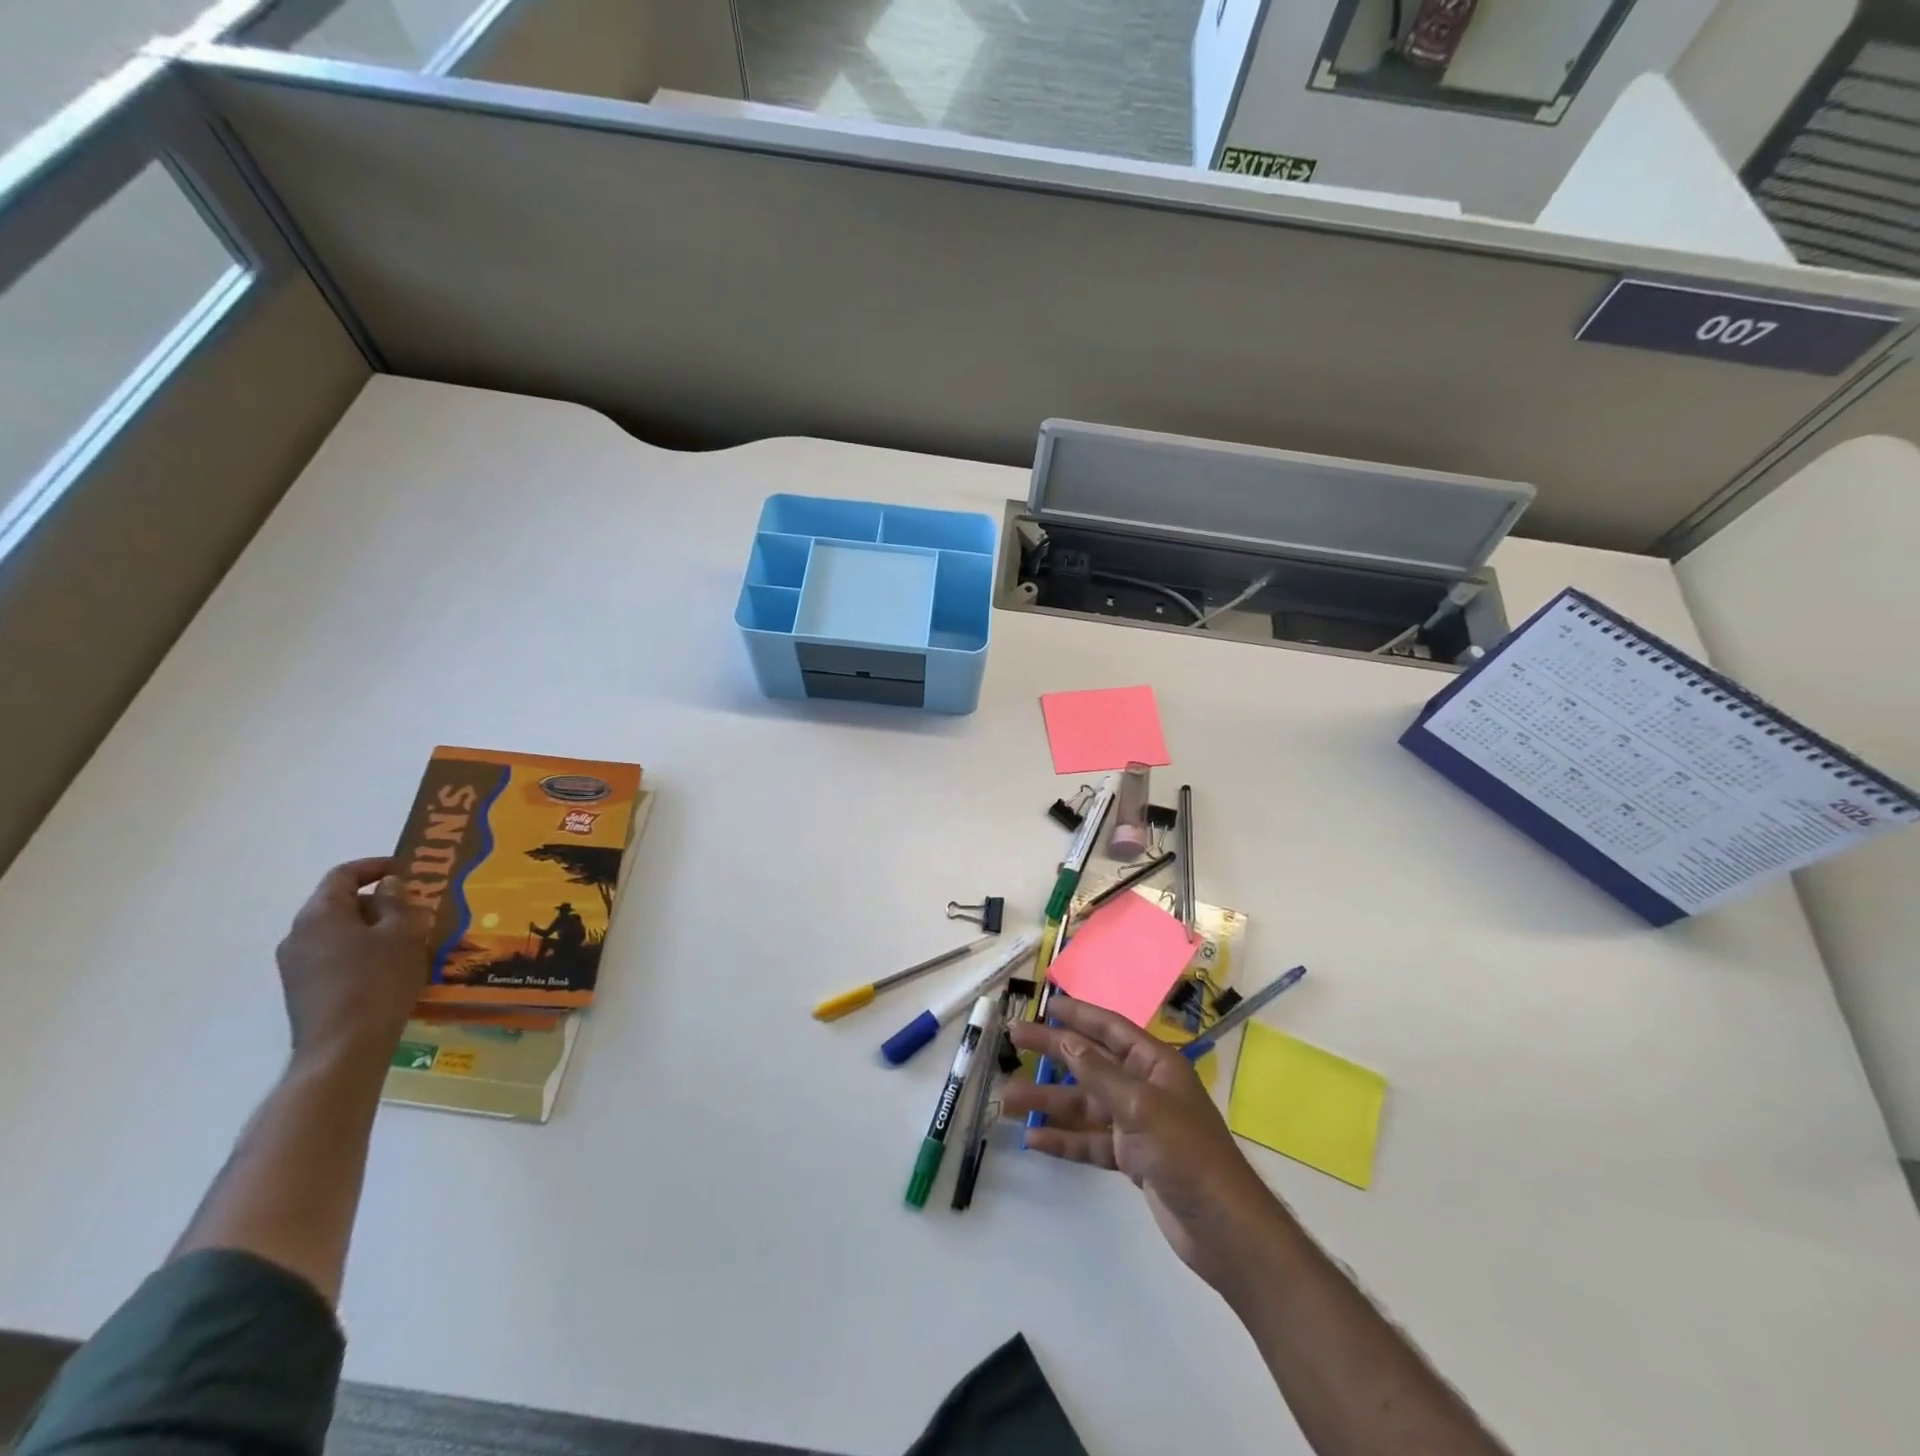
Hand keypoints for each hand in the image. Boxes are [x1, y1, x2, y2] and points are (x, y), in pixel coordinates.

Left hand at [275, 857, 430, 1067]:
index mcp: (319, 914)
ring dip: (372, 928)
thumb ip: (396, 903)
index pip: (343, 875)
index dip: (376, 866)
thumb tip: (389, 886)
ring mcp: (296, 964)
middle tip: (416, 909)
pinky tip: (388, 967)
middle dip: (379, 901)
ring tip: (408, 940)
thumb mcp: (402, 934)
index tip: (408, 870)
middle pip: (339, 903)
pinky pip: (334, 955)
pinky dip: (361, 951)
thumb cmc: (377, 980)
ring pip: (338, 931)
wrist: (343, 1048)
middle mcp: (298, 934)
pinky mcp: (302, 989)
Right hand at [1003, 995, 1284, 1288]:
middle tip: (1013, 1040)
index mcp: (1154, 1064)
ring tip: (1006, 1099)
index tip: (1045, 1004)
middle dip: (1052, 1052)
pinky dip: (1063, 1139)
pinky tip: (1033, 1139)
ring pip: (1083, 1104)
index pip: (1110, 1028)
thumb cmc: (1187, 1153)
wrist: (1223, 1228)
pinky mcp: (1130, 1158)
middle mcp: (1143, 1087)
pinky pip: (1089, 1141)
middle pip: (1089, 1062)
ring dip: (1048, 1101)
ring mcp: (1135, 1124)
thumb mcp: (1142, 1106)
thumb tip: (1066, 1039)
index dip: (1078, 1014)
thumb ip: (1100, 1073)